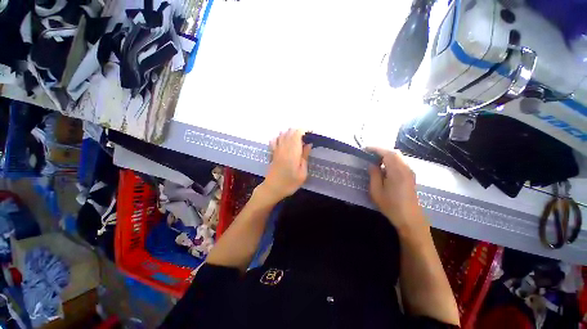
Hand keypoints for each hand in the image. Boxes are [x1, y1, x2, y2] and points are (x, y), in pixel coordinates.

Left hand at [257, 129, 311, 203]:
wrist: (273, 189)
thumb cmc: (290, 183)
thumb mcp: (302, 173)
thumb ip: (305, 157)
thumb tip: (309, 144)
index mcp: (293, 152)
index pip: (297, 133)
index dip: (305, 130)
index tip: (311, 132)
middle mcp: (284, 147)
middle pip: (290, 131)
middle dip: (299, 131)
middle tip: (307, 137)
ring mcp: (277, 149)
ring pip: (283, 134)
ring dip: (291, 133)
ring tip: (298, 139)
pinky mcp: (273, 152)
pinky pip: (275, 139)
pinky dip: (280, 136)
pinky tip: (284, 140)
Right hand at [367, 148, 426, 233]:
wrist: (410, 219)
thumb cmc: (391, 206)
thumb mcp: (376, 191)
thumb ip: (374, 175)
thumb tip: (372, 164)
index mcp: (397, 172)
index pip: (387, 153)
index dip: (376, 149)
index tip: (365, 149)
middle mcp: (406, 169)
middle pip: (394, 153)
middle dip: (381, 151)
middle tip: (369, 154)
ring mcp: (410, 172)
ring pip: (398, 157)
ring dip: (386, 155)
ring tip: (375, 160)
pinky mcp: (411, 176)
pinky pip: (401, 162)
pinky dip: (391, 160)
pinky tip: (385, 167)